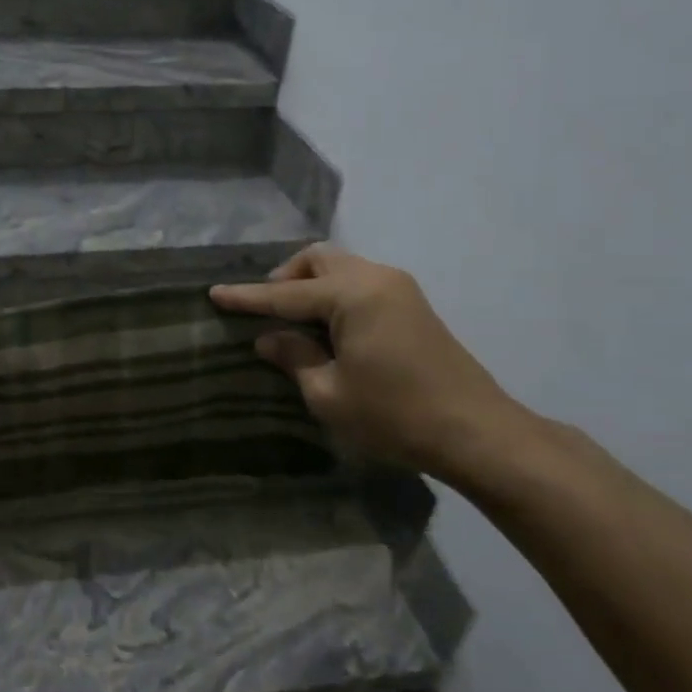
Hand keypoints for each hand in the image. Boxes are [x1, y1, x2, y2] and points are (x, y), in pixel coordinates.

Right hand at [211, 246, 528, 479]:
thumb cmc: (395, 415)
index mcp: (353, 295)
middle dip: (285, 278)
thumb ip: (294, 357)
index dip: (247, 297)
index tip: (213, 292)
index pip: (285, 294)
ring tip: (293, 320)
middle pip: (318, 258)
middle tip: (265, 310)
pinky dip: (334, 293)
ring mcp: (399, 288)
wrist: (477, 433)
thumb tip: (268, 339)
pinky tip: (327, 327)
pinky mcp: (413, 305)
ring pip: (341, 267)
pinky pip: (360, 282)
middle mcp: (376, 278)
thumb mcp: (329, 394)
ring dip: (311, 284)